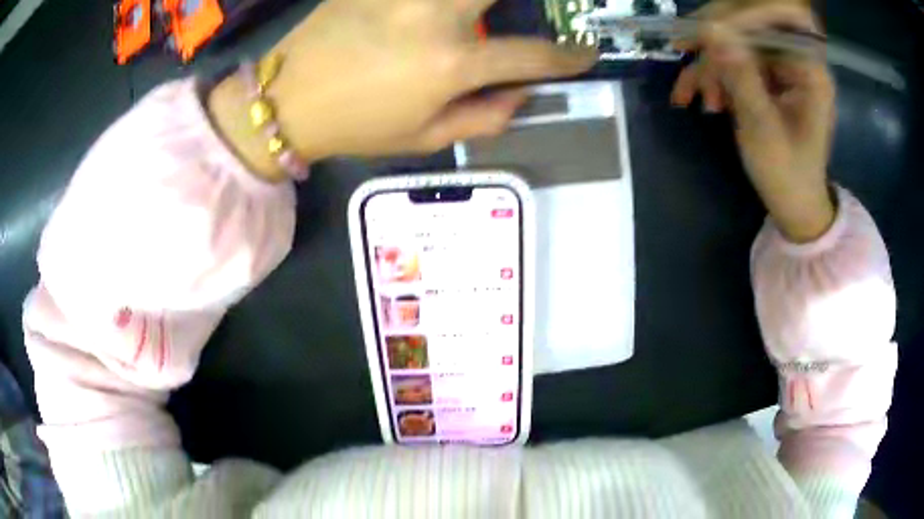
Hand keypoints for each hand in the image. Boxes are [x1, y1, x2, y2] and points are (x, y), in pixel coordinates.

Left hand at [209, 0, 596, 178]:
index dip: (569, 57)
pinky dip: (436, 1)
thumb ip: (485, 118)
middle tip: (537, 13)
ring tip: (483, 17)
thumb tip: (523, 94)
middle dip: (537, 3)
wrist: (287, 100)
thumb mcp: (424, 138)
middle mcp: (435, 15)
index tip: (585, 53)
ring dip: (487, 1)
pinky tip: (439, 12)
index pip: (532, 55)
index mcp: (451, 64)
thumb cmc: (356, 125)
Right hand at [670, 4, 835, 242]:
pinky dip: (714, 77)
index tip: (702, 27)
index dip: (739, 15)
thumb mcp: (763, 129)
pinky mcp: (769, 77)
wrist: (794, 205)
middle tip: (681, 48)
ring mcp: (782, 68)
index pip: (776, 17)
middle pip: (751, 25)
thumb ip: (741, 76)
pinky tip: (700, 99)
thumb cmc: (787, 176)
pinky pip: (736, 61)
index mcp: (810, 71)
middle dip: (716, 40)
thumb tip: (711, 29)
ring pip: (737, 42)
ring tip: (691, 97)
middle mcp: (797, 61)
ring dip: (710, 65)